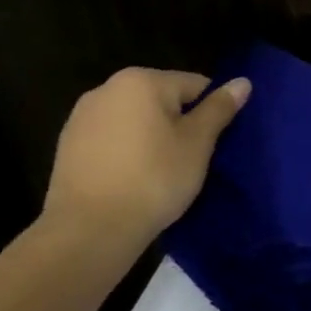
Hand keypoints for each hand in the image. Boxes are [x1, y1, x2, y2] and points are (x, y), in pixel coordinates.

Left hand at [40, 68, 250, 246]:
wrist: (90, 229)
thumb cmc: (154, 177)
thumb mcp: (198, 142)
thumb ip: (220, 108)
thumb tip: (243, 82)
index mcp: (141, 81)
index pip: (196, 86)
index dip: (210, 113)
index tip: (212, 143)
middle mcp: (106, 89)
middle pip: (163, 100)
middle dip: (180, 123)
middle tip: (190, 158)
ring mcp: (81, 117)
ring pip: (137, 120)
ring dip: (153, 136)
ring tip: (161, 170)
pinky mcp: (67, 146)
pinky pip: (113, 138)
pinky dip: (128, 151)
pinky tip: (133, 178)